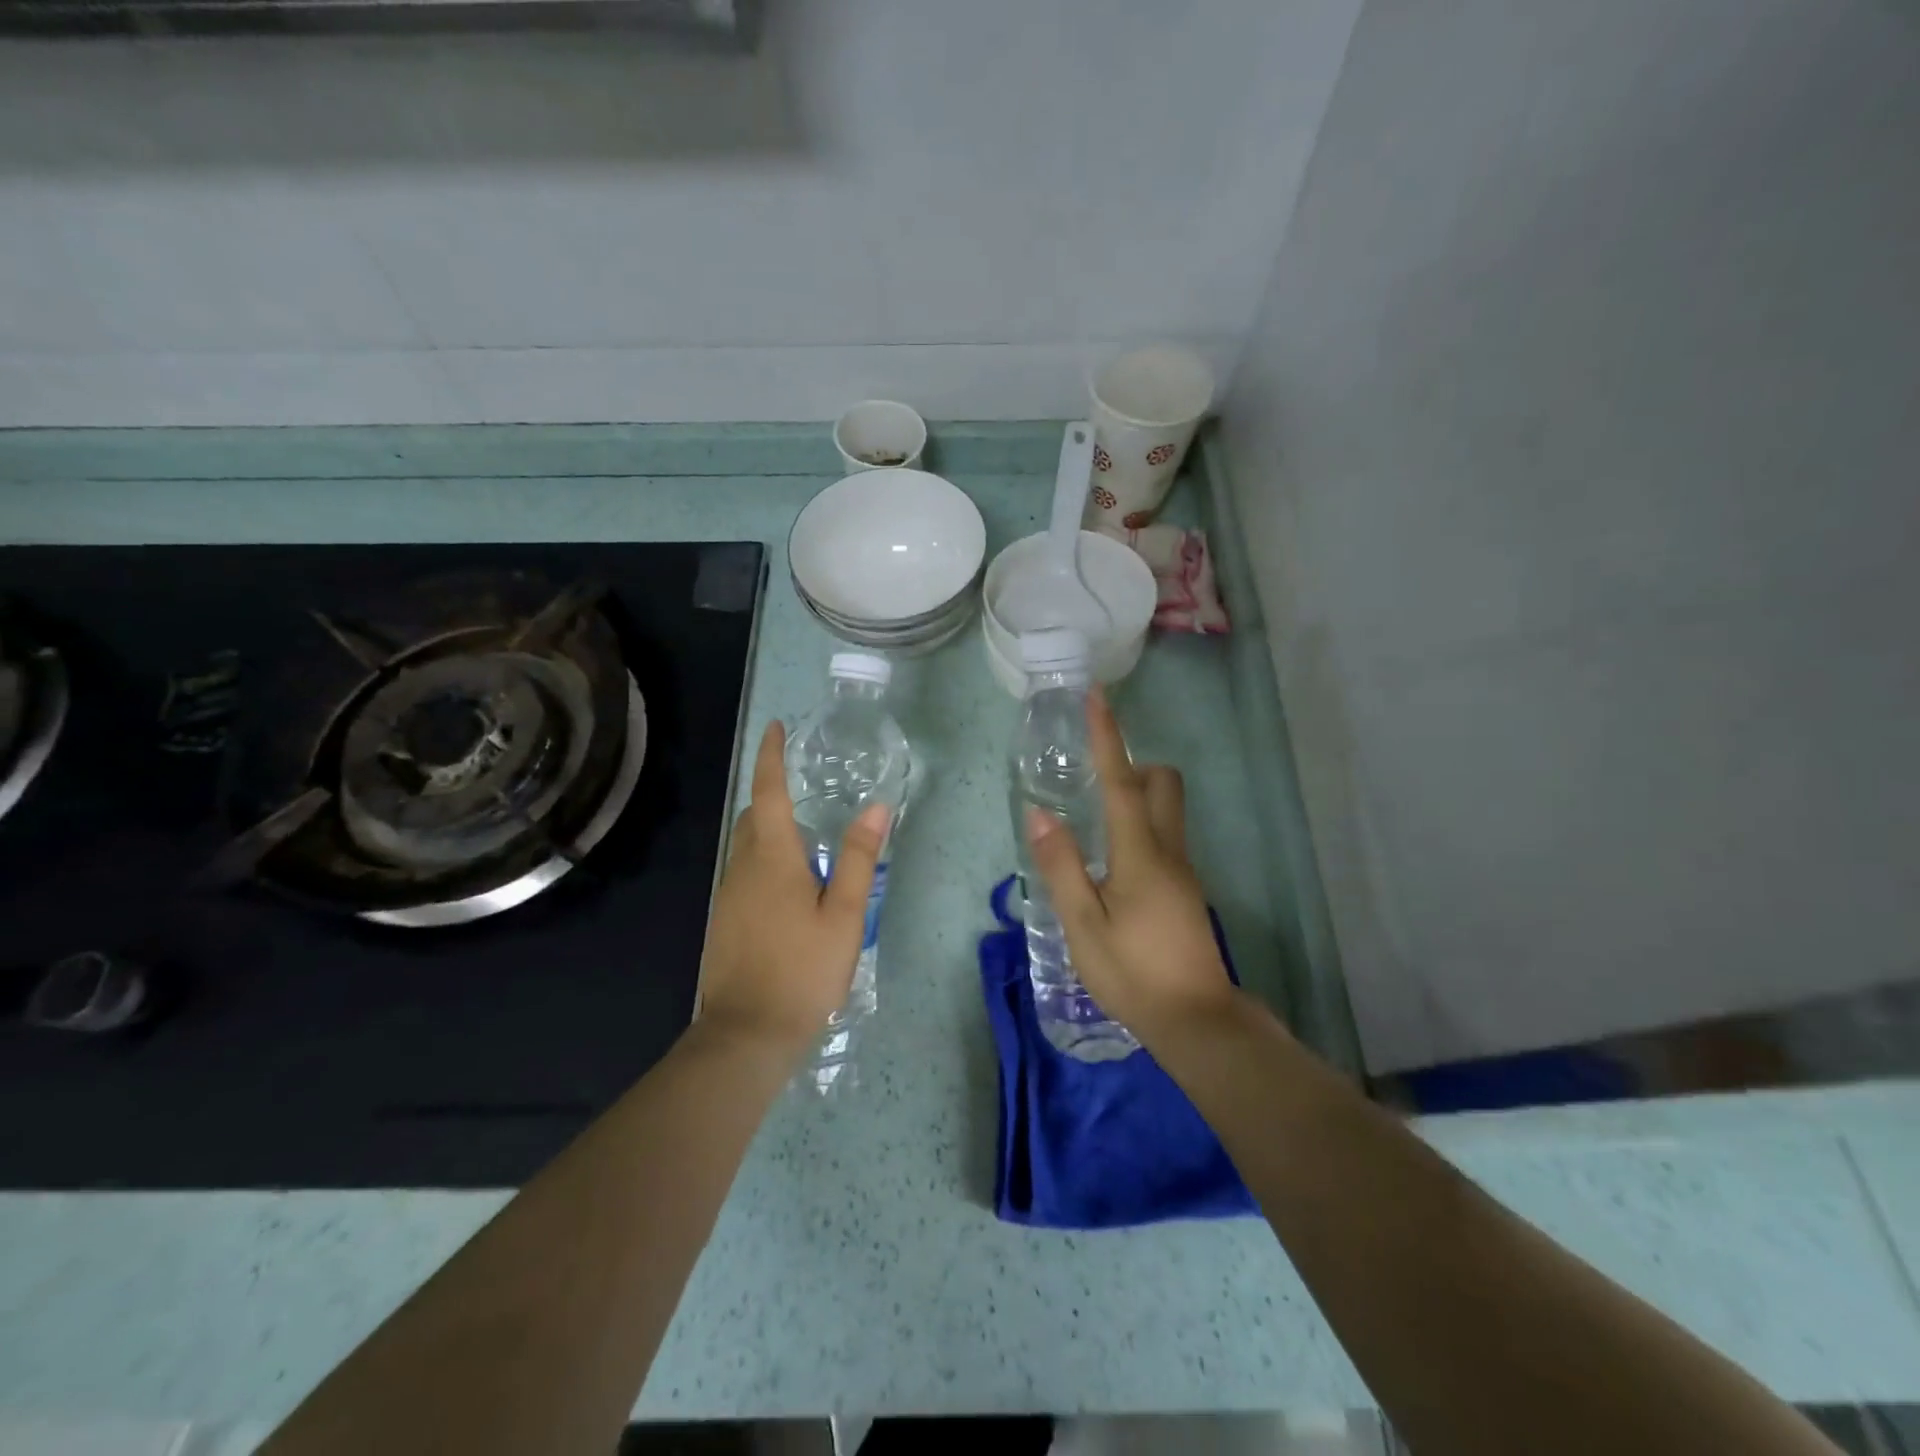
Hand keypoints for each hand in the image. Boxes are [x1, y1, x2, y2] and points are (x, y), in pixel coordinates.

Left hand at [698, 720, 889, 1056]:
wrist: (746, 1035)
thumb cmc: (802, 970)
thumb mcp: (843, 914)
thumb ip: (857, 858)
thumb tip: (877, 806)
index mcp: (771, 858)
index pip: (767, 792)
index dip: (770, 757)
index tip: (776, 728)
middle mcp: (741, 868)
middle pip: (752, 817)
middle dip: (772, 795)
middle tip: (806, 791)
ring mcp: (727, 896)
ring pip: (746, 847)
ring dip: (770, 831)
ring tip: (808, 841)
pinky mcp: (723, 921)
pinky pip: (744, 874)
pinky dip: (764, 862)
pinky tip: (791, 889)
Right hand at [1023, 687, 1237, 1041]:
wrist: (1196, 1021)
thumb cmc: (1133, 972)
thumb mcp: (1083, 924)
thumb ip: (1061, 866)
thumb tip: (1040, 815)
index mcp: (1140, 852)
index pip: (1123, 781)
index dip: (1108, 737)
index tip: (1097, 697)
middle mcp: (1169, 850)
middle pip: (1163, 783)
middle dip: (1134, 764)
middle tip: (1094, 774)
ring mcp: (1183, 870)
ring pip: (1167, 810)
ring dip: (1137, 795)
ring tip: (1093, 816)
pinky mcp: (1186, 889)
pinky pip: (1164, 836)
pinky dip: (1140, 826)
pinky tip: (1111, 860)